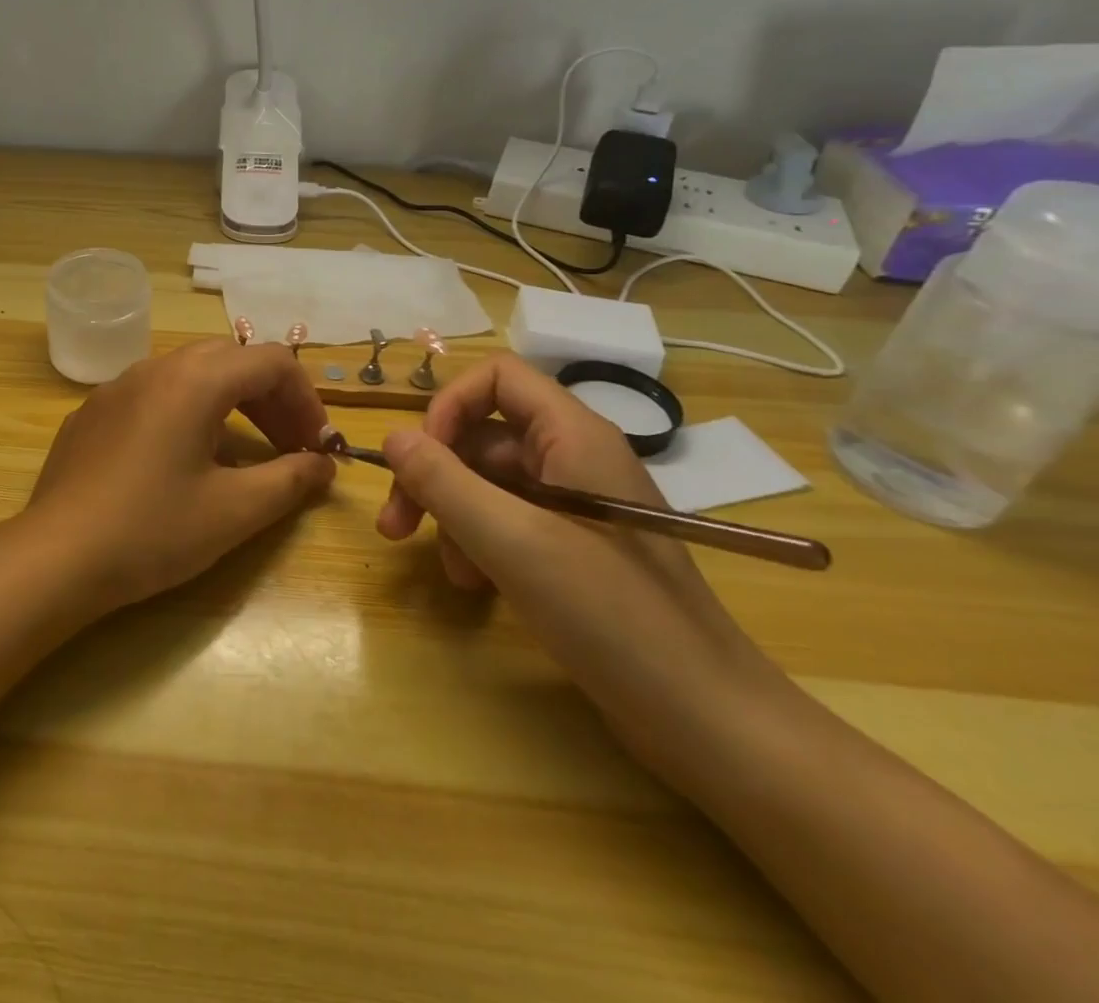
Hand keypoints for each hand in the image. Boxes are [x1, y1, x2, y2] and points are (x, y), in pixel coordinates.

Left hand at [21, 339, 336, 612]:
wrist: (55, 557)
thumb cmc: (151, 531)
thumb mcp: (234, 511)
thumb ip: (290, 480)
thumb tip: (322, 465)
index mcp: (193, 380)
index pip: (271, 362)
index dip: (306, 399)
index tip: (317, 446)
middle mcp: (155, 368)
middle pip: (231, 360)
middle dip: (270, 398)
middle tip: (288, 447)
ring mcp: (117, 386)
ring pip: (190, 373)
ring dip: (229, 402)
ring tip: (243, 453)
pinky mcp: (92, 411)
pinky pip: (153, 394)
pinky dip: (187, 412)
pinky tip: (181, 461)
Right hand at [377, 354, 789, 778]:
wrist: (707, 720)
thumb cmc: (611, 616)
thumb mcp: (513, 542)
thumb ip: (444, 482)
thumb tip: (392, 437)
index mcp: (573, 436)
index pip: (497, 378)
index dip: (449, 406)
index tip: (419, 459)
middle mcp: (575, 458)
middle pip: (483, 435)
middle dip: (434, 475)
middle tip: (396, 524)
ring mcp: (576, 506)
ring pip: (490, 482)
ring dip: (453, 516)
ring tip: (447, 569)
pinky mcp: (576, 548)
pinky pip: (509, 522)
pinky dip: (480, 544)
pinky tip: (475, 584)